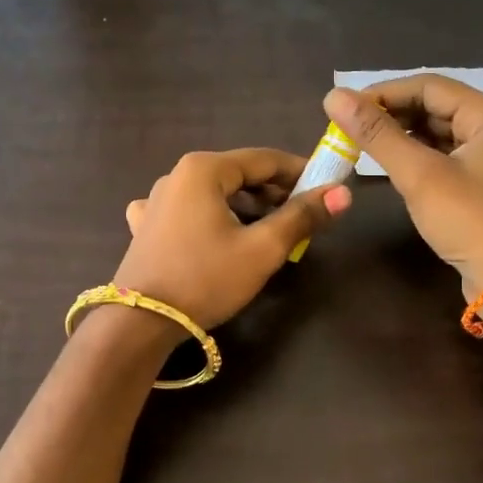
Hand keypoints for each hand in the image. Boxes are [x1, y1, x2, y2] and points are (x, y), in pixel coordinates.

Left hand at [114, 148, 351, 328]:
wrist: (141, 322)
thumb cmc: (206, 279)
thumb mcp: (263, 249)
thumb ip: (302, 217)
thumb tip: (342, 193)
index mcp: (204, 169)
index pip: (264, 159)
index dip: (300, 172)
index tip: (327, 188)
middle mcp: (176, 175)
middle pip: (237, 175)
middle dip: (273, 193)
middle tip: (302, 218)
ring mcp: (155, 201)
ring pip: (213, 195)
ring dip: (244, 208)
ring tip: (268, 233)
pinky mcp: (145, 227)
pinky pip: (186, 212)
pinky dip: (209, 219)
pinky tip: (213, 236)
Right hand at [323, 77, 482, 300]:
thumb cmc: (469, 220)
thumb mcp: (419, 174)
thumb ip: (376, 134)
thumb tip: (334, 96)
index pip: (428, 86)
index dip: (383, 93)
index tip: (344, 108)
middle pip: (435, 107)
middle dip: (391, 115)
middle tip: (349, 129)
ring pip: (438, 133)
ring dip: (401, 137)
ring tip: (363, 145)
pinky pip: (444, 157)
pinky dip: (416, 157)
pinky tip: (391, 166)